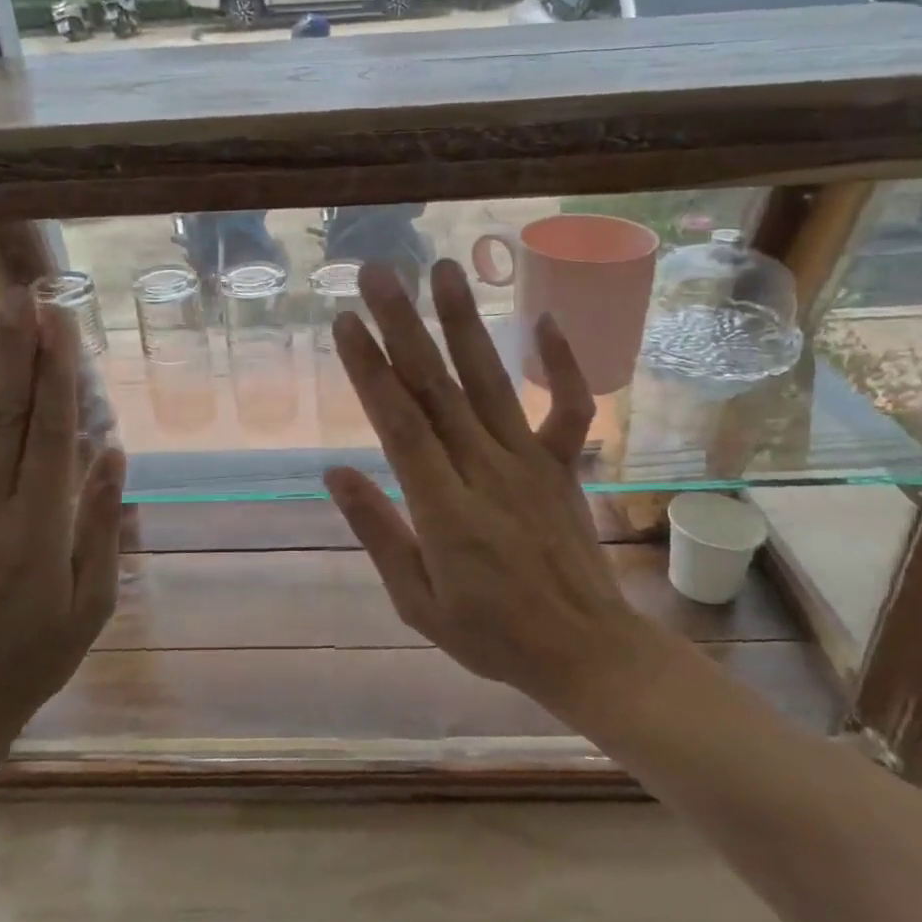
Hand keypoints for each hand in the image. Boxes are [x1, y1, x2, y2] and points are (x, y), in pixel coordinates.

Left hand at [0, 290, 125, 743]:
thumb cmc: (38, 655)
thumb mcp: (92, 601)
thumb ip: (102, 524)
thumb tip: (113, 453)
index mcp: (37, 526)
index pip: (49, 431)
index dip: (56, 373)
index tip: (59, 323)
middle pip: (4, 415)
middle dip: (14, 351)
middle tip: (19, 297)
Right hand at [324, 260, 662, 716]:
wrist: (587, 652)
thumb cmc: (492, 635)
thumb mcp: (418, 601)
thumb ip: (378, 532)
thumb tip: (334, 472)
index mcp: (444, 509)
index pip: (399, 424)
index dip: (370, 370)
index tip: (347, 322)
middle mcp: (486, 471)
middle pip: (437, 388)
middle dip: (404, 326)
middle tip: (379, 274)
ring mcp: (530, 462)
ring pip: (491, 382)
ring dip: (466, 323)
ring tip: (446, 270)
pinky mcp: (562, 465)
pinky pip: (568, 407)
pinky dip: (562, 363)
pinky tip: (545, 319)